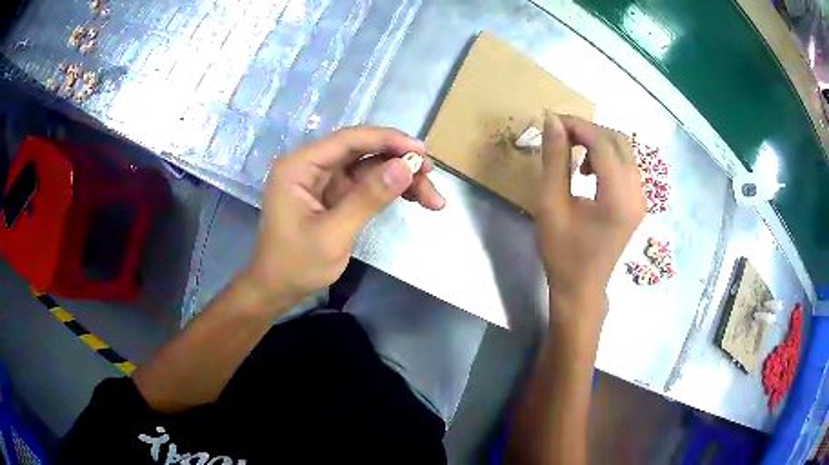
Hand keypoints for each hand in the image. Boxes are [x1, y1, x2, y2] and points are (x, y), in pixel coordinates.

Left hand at [243, 126, 445, 312]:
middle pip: (363, 151)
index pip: (348, 140)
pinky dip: (389, 191)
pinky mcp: (333, 195)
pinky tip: (414, 199)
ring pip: (369, 168)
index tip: (421, 151)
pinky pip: (366, 184)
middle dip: (399, 162)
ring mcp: (323, 180)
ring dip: (400, 179)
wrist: (277, 289)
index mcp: (300, 166)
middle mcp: (311, 165)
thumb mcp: (333, 234)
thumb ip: (368, 198)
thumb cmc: (296, 265)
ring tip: (432, 198)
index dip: (387, 140)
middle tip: (432, 176)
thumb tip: (406, 166)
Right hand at [536, 113, 644, 323]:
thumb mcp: (550, 205)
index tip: (552, 121)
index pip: (603, 144)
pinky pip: (627, 164)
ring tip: (573, 152)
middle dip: (589, 130)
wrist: (582, 287)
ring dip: (599, 141)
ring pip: (625, 150)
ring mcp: (641, 198)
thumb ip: (554, 160)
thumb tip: (552, 121)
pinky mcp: (638, 202)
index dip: (578, 126)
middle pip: (619, 141)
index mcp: (617, 198)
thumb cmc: (562, 252)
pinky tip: (588, 169)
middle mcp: (637, 194)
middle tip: (560, 133)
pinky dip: (607, 155)